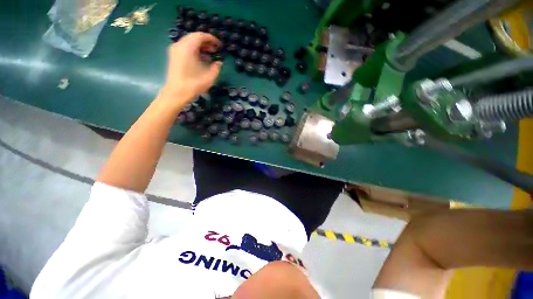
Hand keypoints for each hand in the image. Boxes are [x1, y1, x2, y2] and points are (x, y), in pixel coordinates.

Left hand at [160, 32, 222, 106]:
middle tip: (215, 50)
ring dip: (201, 47)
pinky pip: (185, 48)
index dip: (212, 39)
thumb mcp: (209, 77)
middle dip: (206, 42)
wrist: (176, 93)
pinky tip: (202, 59)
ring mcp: (175, 50)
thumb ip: (216, 68)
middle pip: (194, 37)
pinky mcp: (174, 56)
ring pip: (190, 42)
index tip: (219, 46)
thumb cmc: (194, 85)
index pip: (201, 36)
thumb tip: (219, 63)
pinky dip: (194, 50)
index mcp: (188, 47)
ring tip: (210, 55)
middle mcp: (180, 45)